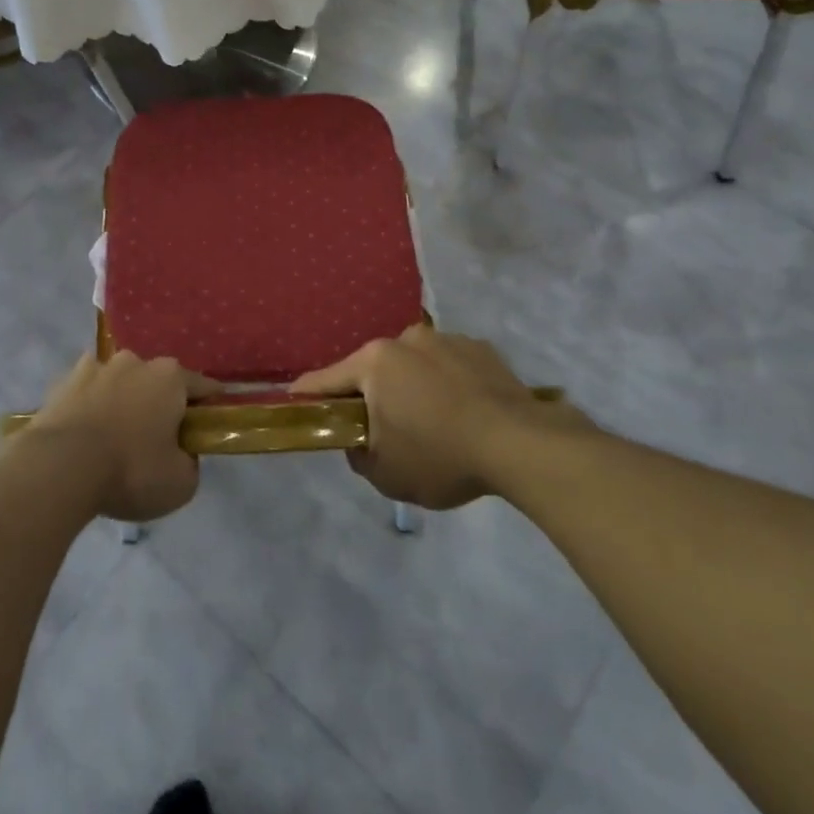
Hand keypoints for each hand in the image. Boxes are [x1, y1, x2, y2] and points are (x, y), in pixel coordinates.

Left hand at [23, 352, 219, 522]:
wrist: (60, 468)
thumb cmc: (130, 471)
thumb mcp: (180, 483)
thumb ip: (190, 462)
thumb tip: (182, 453)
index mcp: (170, 377)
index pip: (202, 385)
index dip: (209, 404)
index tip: (210, 421)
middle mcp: (135, 362)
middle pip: (156, 380)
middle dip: (159, 402)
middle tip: (157, 437)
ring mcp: (95, 367)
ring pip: (118, 381)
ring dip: (121, 400)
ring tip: (114, 435)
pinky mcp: (62, 382)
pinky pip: (85, 392)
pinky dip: (89, 406)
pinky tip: (84, 432)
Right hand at [291, 326, 589, 508]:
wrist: (521, 444)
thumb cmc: (440, 456)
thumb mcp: (385, 474)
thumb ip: (358, 454)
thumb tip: (360, 441)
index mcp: (374, 363)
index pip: (326, 380)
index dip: (307, 395)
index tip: (293, 401)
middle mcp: (405, 339)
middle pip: (374, 370)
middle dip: (373, 396)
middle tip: (383, 430)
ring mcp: (445, 339)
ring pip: (414, 366)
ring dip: (413, 388)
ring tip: (435, 425)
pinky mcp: (480, 348)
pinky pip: (450, 368)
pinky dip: (448, 386)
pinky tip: (465, 415)